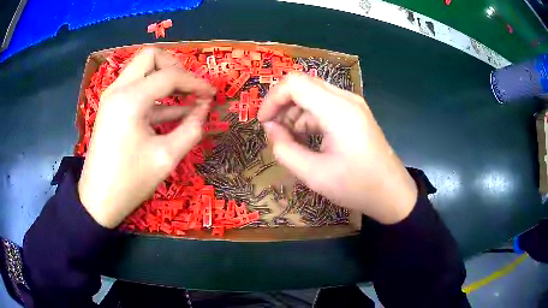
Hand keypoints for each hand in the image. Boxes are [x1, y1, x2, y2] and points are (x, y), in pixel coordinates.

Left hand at [78, 48, 215, 227]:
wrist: (97, 201)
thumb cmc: (130, 182)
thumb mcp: (166, 158)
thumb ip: (191, 129)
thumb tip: (204, 109)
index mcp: (131, 99)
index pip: (170, 75)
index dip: (196, 82)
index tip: (212, 94)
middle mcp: (119, 89)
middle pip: (151, 57)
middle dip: (175, 67)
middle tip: (191, 88)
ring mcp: (112, 97)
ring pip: (142, 70)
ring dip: (165, 79)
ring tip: (189, 99)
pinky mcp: (112, 108)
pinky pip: (136, 89)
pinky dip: (155, 95)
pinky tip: (175, 111)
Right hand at [258, 74, 416, 223]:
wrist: (391, 193)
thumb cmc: (356, 186)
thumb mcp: (314, 175)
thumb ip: (285, 150)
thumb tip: (271, 129)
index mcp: (337, 110)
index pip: (294, 83)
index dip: (273, 98)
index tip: (263, 122)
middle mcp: (346, 99)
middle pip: (303, 84)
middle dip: (282, 104)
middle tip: (273, 130)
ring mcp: (353, 104)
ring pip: (313, 93)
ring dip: (295, 111)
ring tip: (289, 138)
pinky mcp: (355, 113)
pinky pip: (325, 104)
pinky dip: (309, 116)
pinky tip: (306, 137)